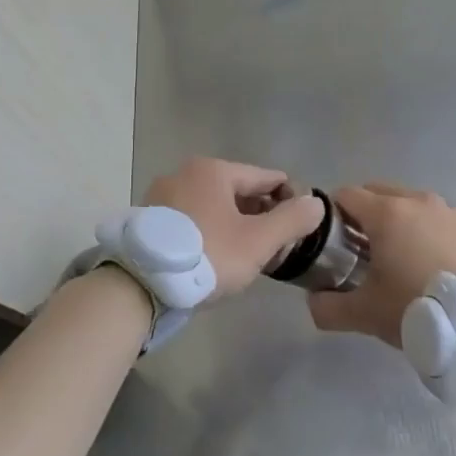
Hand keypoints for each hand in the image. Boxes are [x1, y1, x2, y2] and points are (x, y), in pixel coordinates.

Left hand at [143, 157, 324, 300]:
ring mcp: (162, 194)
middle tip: (275, 243)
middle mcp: (185, 173)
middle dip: (259, 212)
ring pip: (211, 204)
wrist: (140, 284)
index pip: (264, 177)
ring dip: (232, 222)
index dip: (287, 196)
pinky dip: (207, 229)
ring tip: (246, 252)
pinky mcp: (148, 219)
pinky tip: (213, 254)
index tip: (300, 221)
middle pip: (236, 190)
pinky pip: (190, 217)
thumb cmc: (207, 255)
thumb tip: (315, 203)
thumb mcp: (258, 242)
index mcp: (214, 171)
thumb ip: (291, 220)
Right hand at [307, 183, 455, 346]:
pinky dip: (433, 233)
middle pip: (380, 193)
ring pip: (414, 204)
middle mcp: (418, 201)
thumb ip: (329, 307)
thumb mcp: (366, 314)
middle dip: (366, 213)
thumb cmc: (417, 308)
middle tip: (365, 249)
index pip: (347, 194)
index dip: (334, 213)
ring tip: (404, 257)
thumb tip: (312, 302)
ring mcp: (451, 210)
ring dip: (402, 221)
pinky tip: (437, 264)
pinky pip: (443, 220)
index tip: (334, 240)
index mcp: (386, 213)